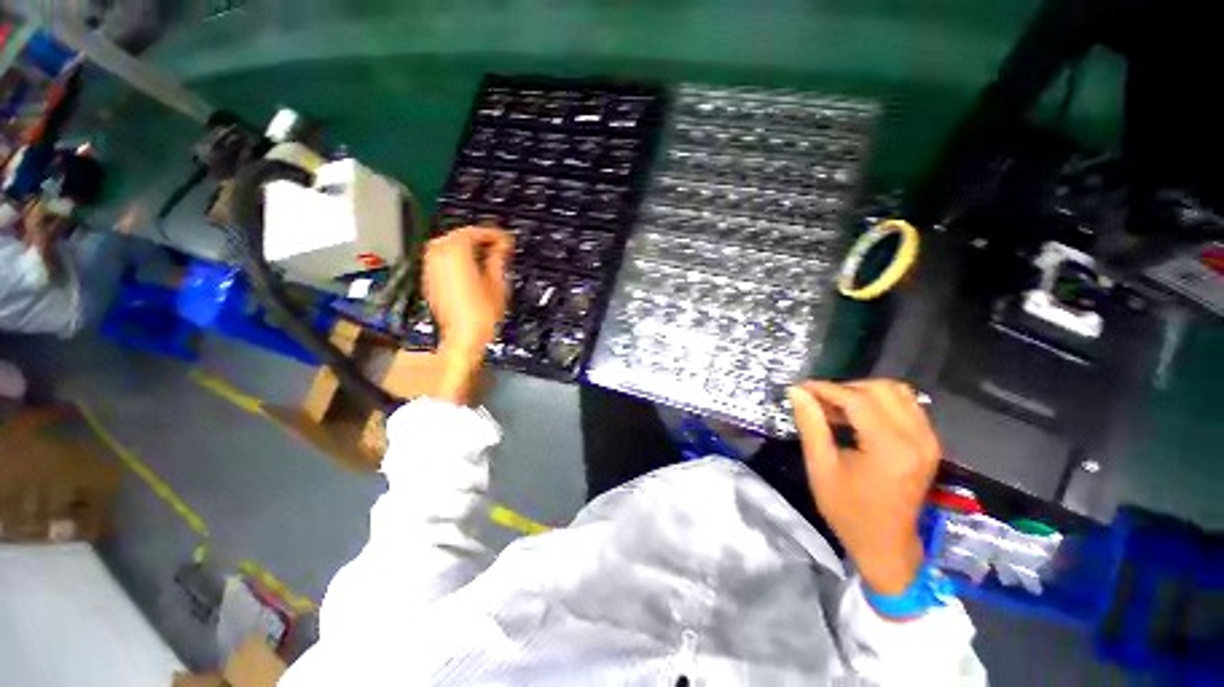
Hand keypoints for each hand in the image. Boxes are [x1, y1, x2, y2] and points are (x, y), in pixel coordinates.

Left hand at [422, 226, 513, 401]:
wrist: (464, 337)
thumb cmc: (482, 316)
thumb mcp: (497, 284)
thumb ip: (498, 260)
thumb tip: (501, 246)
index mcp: (457, 257)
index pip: (472, 233)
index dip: (490, 233)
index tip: (503, 238)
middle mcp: (440, 260)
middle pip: (454, 236)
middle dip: (474, 235)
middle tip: (492, 242)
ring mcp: (432, 271)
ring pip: (443, 245)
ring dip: (461, 244)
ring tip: (480, 251)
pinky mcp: (430, 281)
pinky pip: (438, 259)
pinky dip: (452, 256)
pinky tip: (466, 264)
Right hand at [788, 380, 939, 596]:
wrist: (887, 545)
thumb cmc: (848, 511)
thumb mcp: (821, 468)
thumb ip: (810, 425)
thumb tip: (797, 391)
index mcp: (890, 448)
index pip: (857, 400)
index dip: (826, 389)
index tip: (801, 388)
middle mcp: (917, 438)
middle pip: (881, 389)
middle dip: (845, 388)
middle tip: (819, 401)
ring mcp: (928, 440)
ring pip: (897, 392)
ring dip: (863, 392)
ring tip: (837, 407)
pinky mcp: (930, 443)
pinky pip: (907, 406)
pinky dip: (879, 402)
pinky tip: (858, 417)